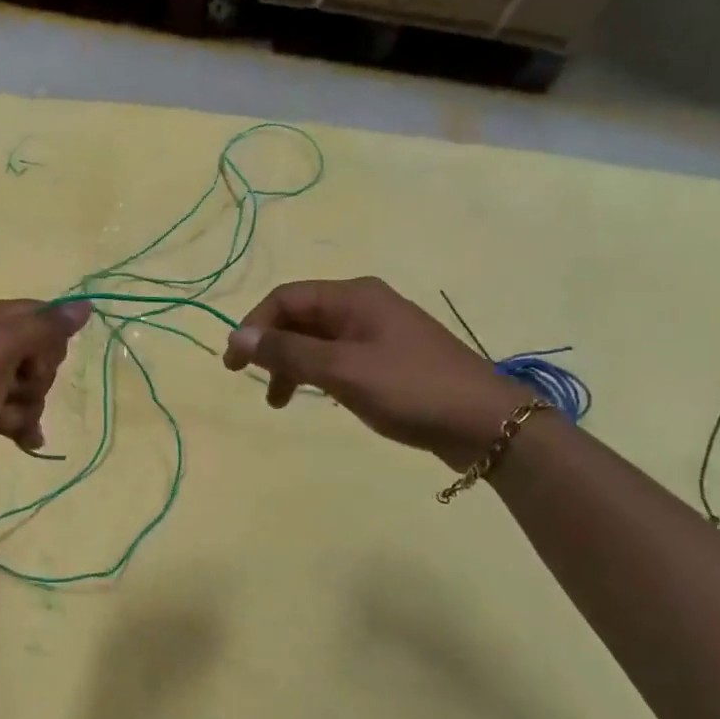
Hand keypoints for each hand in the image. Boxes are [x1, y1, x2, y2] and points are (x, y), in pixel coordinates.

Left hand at [0, 298, 91, 498]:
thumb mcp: (1, 351)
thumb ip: (44, 328)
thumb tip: (84, 305)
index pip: (39, 315)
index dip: (49, 340)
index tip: (39, 362)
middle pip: (36, 353)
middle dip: (37, 378)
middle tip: (15, 389)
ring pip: (27, 386)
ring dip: (26, 407)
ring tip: (6, 422)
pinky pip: (12, 411)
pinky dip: (20, 425)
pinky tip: (24, 442)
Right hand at [222, 277, 530, 465]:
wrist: (486, 422)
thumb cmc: (410, 388)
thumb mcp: (342, 370)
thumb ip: (288, 352)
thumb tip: (237, 337)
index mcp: (353, 296)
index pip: (285, 298)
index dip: (254, 326)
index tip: (233, 363)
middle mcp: (363, 305)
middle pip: (300, 317)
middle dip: (271, 347)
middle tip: (250, 382)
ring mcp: (378, 332)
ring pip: (317, 340)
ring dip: (291, 364)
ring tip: (278, 402)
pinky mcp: (388, 358)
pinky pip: (337, 357)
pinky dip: (316, 374)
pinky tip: (314, 397)